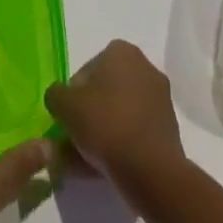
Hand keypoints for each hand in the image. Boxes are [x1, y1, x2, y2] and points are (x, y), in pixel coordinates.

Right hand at [44, 40, 184, 187]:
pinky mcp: (167, 129)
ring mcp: (159, 99)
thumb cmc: (105, 124)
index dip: (71, 98)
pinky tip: (101, 171)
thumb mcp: (65, 106)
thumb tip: (58, 99)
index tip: (65, 122)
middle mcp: (143, 67)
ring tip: (80, 166)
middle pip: (103, 95)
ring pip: (118, 117)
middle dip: (86, 119)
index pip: (85, 72)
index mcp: (121, 51)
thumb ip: (55, 96)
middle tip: (70, 145)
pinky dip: (118, 148)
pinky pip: (133, 134)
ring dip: (99, 137)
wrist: (151, 169)